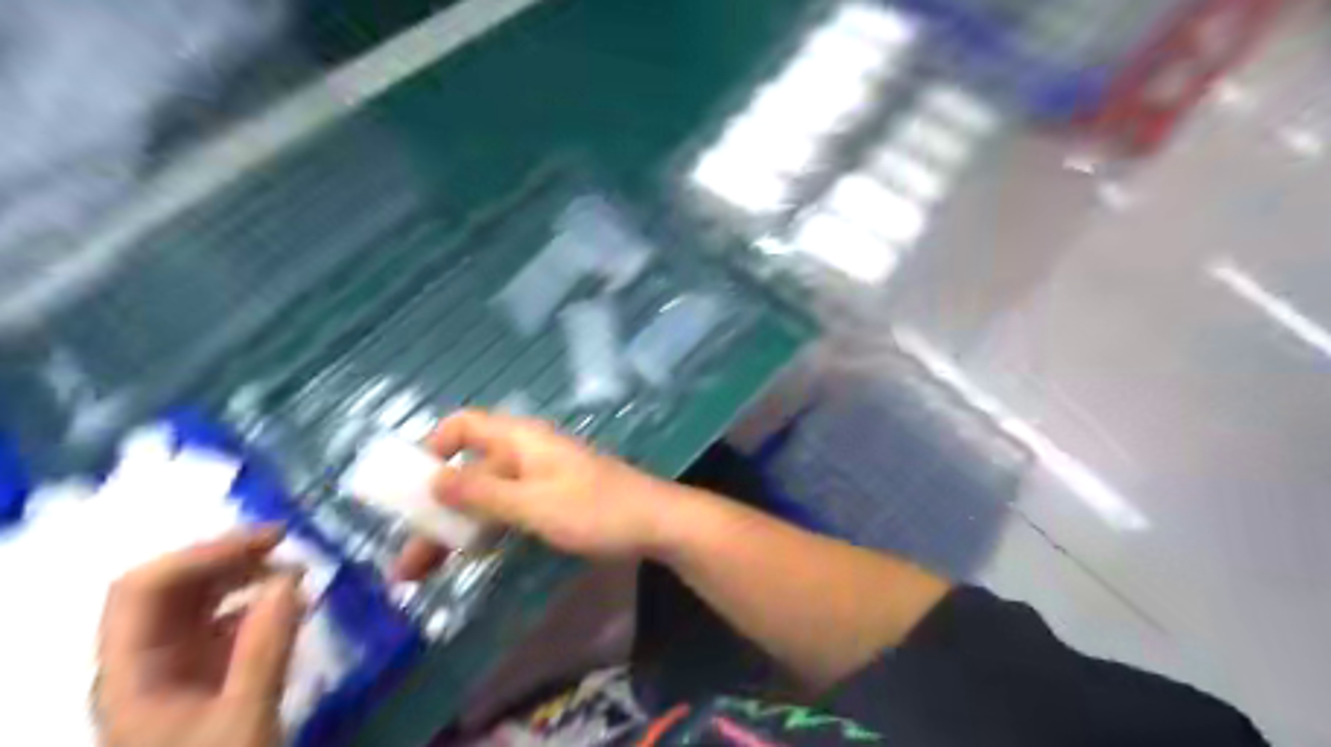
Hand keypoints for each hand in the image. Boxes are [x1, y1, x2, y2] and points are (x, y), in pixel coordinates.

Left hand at [95, 527, 301, 746]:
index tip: (271, 540)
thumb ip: (266, 648)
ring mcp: (171, 671)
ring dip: (241, 576)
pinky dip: (255, 603)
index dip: (202, 554)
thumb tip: (291, 576)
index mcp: (130, 675)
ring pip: (194, 604)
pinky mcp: (202, 678)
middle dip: (225, 558)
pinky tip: (289, 603)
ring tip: (295, 569)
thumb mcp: (246, 720)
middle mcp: (142, 664)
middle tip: (288, 544)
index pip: (142, 590)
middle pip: (167, 590)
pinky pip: (221, 624)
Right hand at [392, 409, 686, 576]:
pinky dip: (485, 530)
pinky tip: (468, 558)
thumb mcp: (533, 504)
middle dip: (433, 510)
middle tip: (405, 560)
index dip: (432, 447)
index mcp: (521, 439)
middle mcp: (525, 452)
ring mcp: (539, 478)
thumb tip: (432, 479)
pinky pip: (507, 510)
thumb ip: (482, 493)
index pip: (464, 425)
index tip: (408, 487)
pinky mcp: (552, 500)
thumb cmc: (595, 509)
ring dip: (454, 528)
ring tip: (421, 574)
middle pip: (468, 470)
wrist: (656, 523)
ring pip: (485, 496)